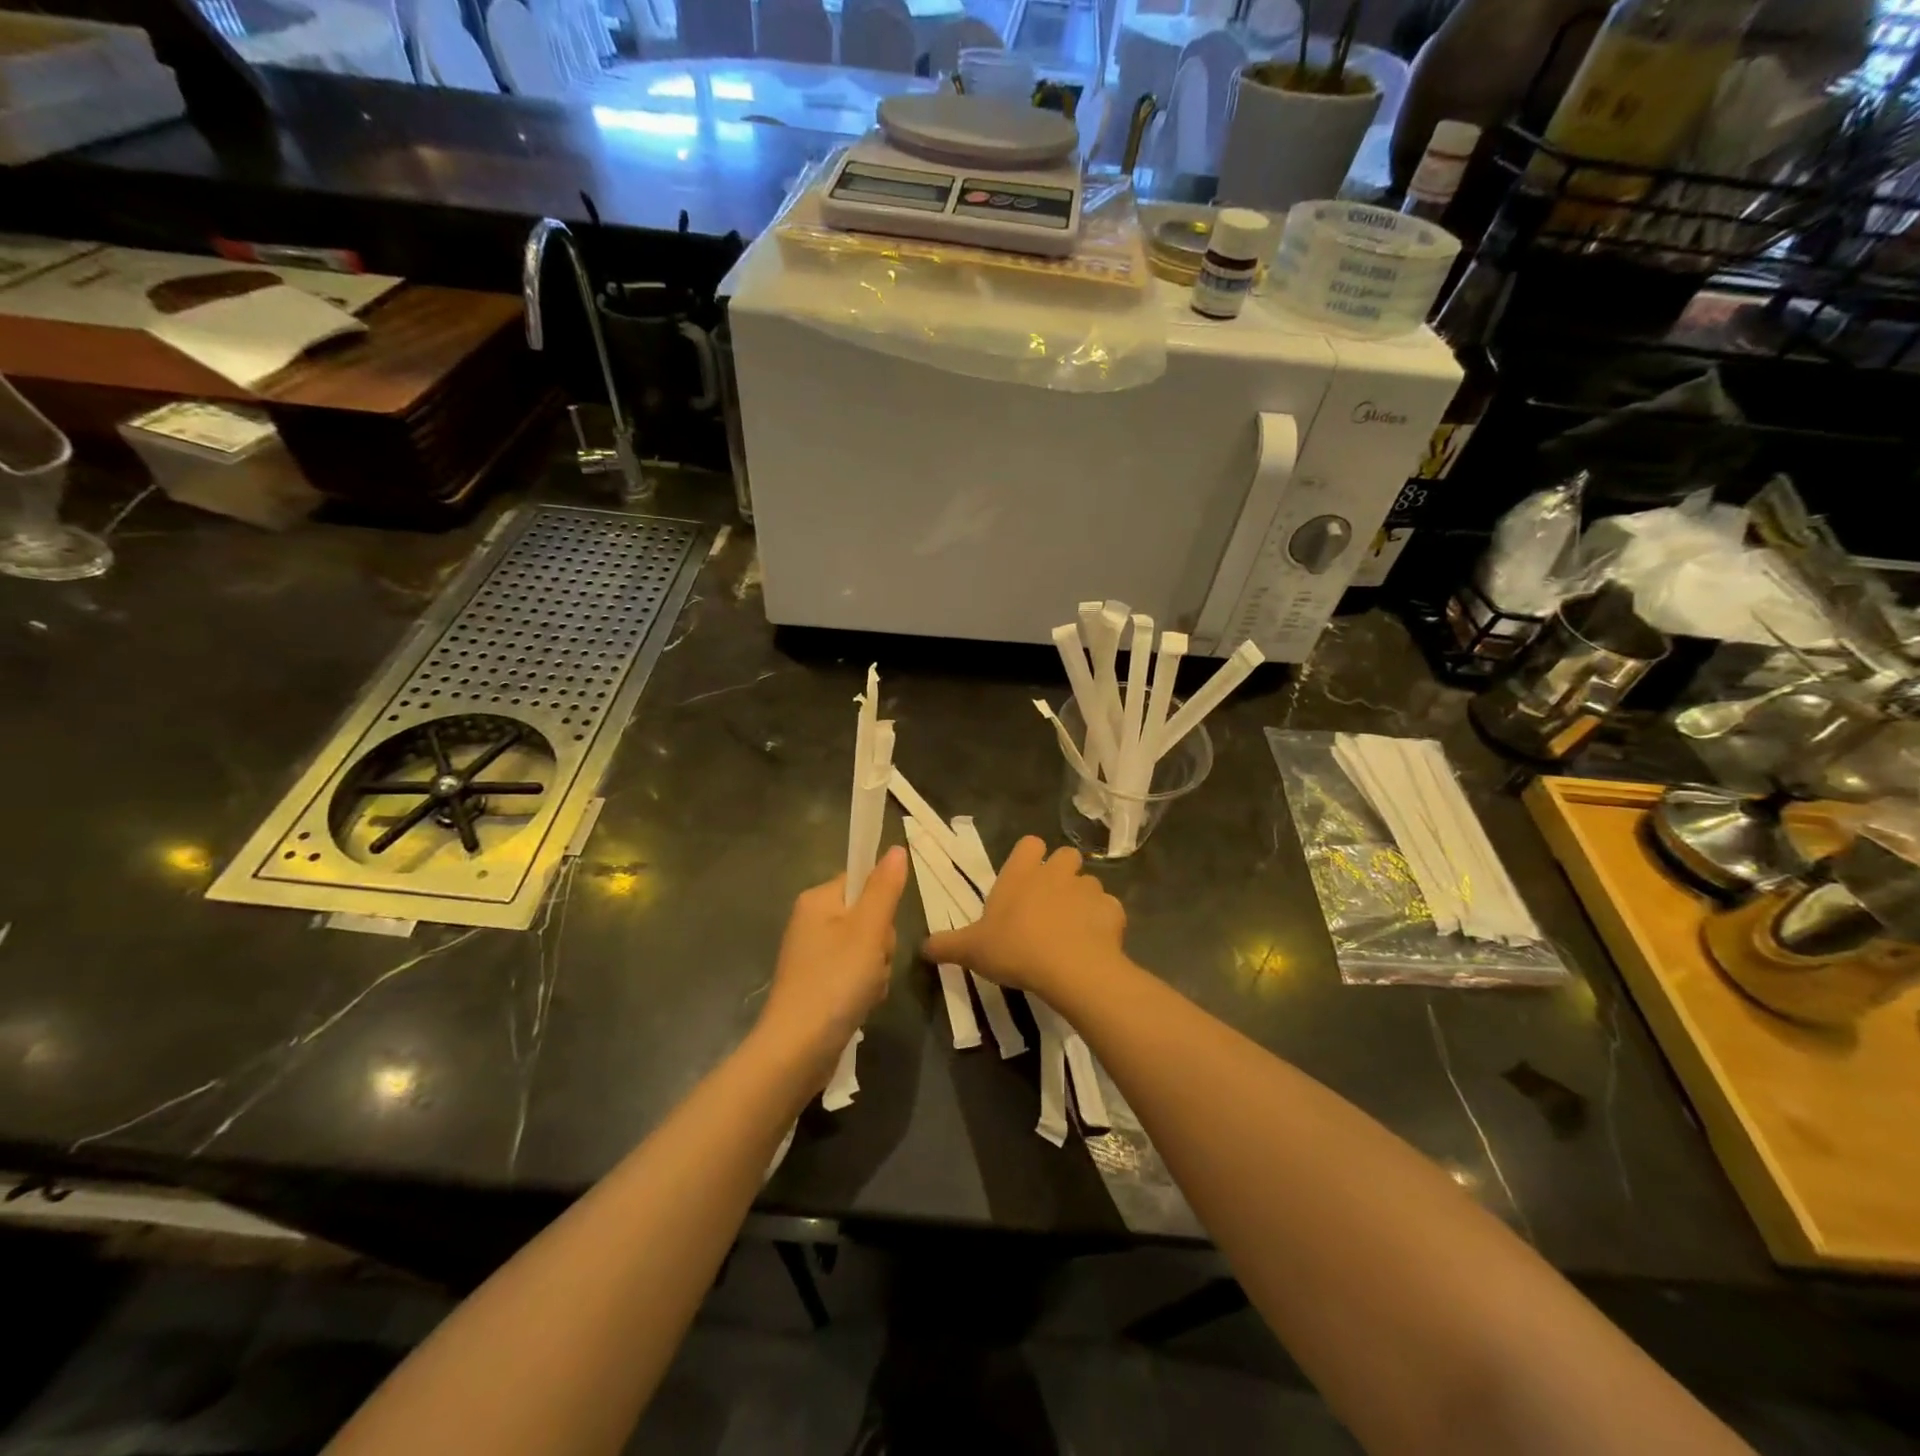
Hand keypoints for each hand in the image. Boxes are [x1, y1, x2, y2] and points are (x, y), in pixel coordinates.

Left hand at [757, 846, 908, 1068]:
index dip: (881, 904)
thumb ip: (884, 889)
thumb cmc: (835, 981)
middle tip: (873, 963)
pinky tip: (860, 1005)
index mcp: (817, 900)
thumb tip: (896, 848)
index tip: (880, 929)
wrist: (797, 1050)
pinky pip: (854, 974)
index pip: (861, 881)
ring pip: (866, 949)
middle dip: (880, 944)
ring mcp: (812, 956)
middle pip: (867, 917)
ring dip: (876, 970)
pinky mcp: (817, 985)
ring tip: (866, 990)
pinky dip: (863, 989)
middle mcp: (810, 922)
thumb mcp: (868, 930)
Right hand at [921, 836, 1125, 1000]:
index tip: (1024, 880)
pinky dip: (1103, 923)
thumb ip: (946, 945)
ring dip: (1082, 900)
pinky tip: (1093, 945)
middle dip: (1061, 874)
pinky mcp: (1113, 911)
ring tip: (1072, 930)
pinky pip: (1108, 910)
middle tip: (1049, 905)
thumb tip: (922, 947)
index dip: (1029, 858)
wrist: (1071, 969)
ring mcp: (1088, 889)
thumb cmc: (1016, 949)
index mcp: (1022, 873)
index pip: (1029, 843)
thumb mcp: (971, 950)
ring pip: (1089, 884)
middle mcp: (1056, 872)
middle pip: (1065, 856)